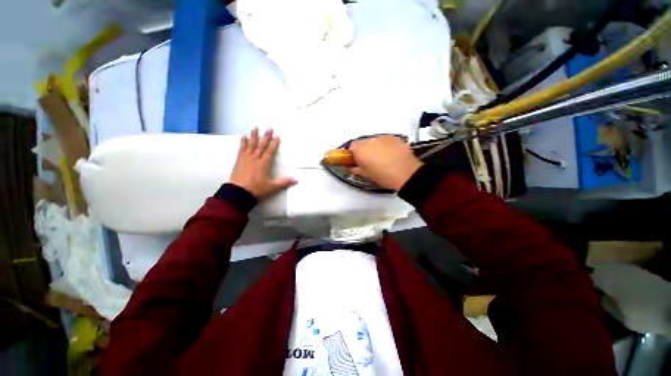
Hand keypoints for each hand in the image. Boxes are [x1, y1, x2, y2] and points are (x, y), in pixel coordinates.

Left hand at [229, 128, 296, 198]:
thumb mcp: (272, 187)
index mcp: (263, 164)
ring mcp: (246, 159)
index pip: (270, 151)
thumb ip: (284, 183)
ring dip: (254, 136)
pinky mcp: (239, 161)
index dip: (274, 144)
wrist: (238, 193)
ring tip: (255, 128)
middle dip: (266, 137)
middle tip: (269, 129)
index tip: (277, 137)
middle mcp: (255, 159)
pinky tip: (243, 137)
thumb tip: (296, 180)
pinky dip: (243, 143)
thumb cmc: (256, 189)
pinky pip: (241, 149)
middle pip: (261, 146)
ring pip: (251, 145)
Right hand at [349, 136, 422, 190]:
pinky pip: (384, 141)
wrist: (407, 174)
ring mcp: (383, 137)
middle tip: (368, 161)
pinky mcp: (394, 137)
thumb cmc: (383, 176)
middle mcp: (370, 140)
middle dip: (363, 150)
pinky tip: (390, 155)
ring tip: (381, 158)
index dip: (352, 154)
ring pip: (373, 141)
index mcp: (360, 149)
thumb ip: (355, 169)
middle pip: (362, 143)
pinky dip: (384, 146)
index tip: (356, 161)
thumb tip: (351, 166)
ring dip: (373, 147)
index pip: (351, 147)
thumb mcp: (366, 175)